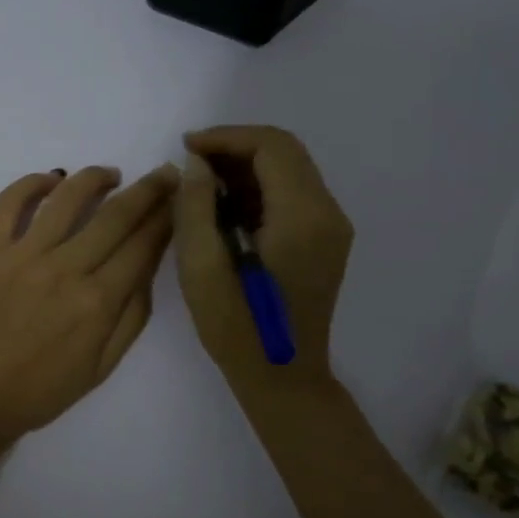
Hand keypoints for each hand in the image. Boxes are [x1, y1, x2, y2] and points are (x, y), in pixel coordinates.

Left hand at [0, 164, 178, 443]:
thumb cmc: (37, 392)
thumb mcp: (100, 368)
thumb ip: (131, 317)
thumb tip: (148, 267)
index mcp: (97, 303)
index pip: (143, 245)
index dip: (167, 217)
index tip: (180, 198)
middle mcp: (65, 269)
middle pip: (116, 215)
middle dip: (148, 189)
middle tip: (164, 172)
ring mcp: (23, 254)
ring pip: (68, 196)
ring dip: (96, 177)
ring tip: (112, 174)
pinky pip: (10, 201)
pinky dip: (32, 182)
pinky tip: (51, 179)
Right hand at [173, 125, 352, 393]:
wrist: (284, 379)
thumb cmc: (237, 327)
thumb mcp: (201, 266)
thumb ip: (196, 205)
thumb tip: (198, 164)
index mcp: (302, 217)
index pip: (271, 147)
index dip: (226, 138)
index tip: (187, 148)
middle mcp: (327, 213)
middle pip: (285, 152)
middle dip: (235, 147)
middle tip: (191, 162)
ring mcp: (331, 227)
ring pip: (290, 170)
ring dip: (246, 166)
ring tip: (202, 183)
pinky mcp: (325, 240)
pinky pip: (292, 194)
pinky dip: (259, 187)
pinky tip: (225, 206)